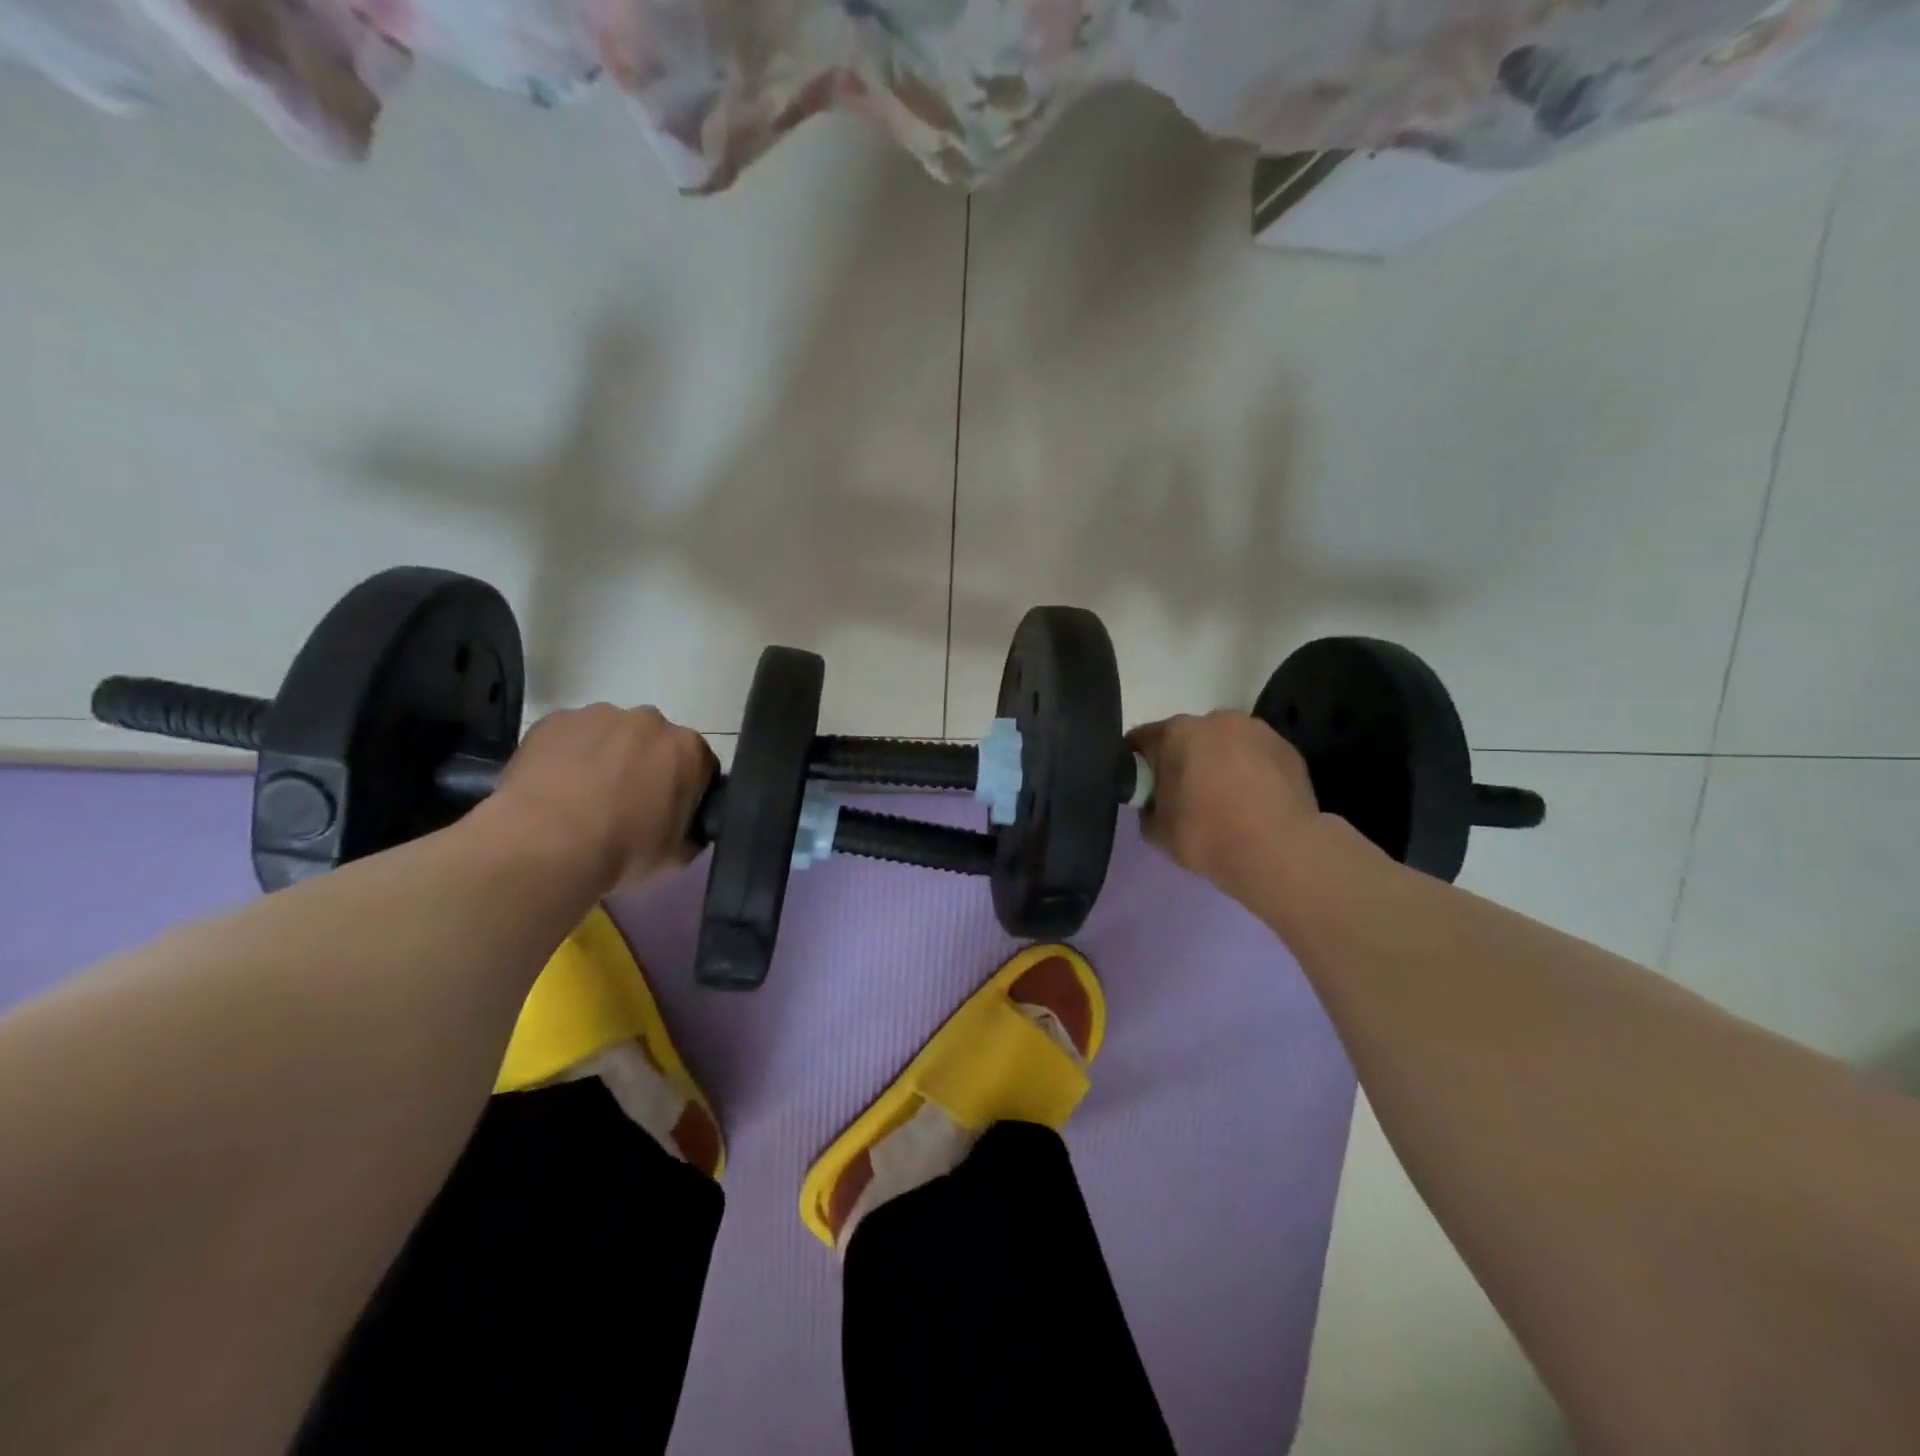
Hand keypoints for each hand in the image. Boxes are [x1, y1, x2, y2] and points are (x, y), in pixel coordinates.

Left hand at [490, 704, 717, 889]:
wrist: (546, 844)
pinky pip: (569, 736)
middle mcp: (650, 721)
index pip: (700, 764)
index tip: (669, 812)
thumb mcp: (677, 854)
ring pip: (610, 735)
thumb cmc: (623, 850)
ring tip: (582, 798)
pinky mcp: (554, 720)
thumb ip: (692, 831)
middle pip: (654, 741)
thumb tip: (688, 828)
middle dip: (645, 765)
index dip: (686, 789)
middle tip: (625, 804)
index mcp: (688, 749)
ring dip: (605, 756)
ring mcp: (599, 715)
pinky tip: (554, 788)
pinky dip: (567, 755)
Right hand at [1128, 712, 1319, 898]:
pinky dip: (1250, 770)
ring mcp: (1255, 730)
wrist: (1280, 853)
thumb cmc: (1208, 837)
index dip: (1138, 764)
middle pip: (1186, 737)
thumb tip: (1156, 802)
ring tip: (1228, 798)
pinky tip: (1255, 800)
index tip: (1143, 787)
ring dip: (1219, 761)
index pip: (1141, 740)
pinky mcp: (1286, 747)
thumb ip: (1148, 807)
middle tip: (1186, 796)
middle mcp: (1214, 720)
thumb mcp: (1156, 831)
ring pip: (1225, 743)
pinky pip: (1255, 755)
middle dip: (1182, 760)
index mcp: (1175, 733)